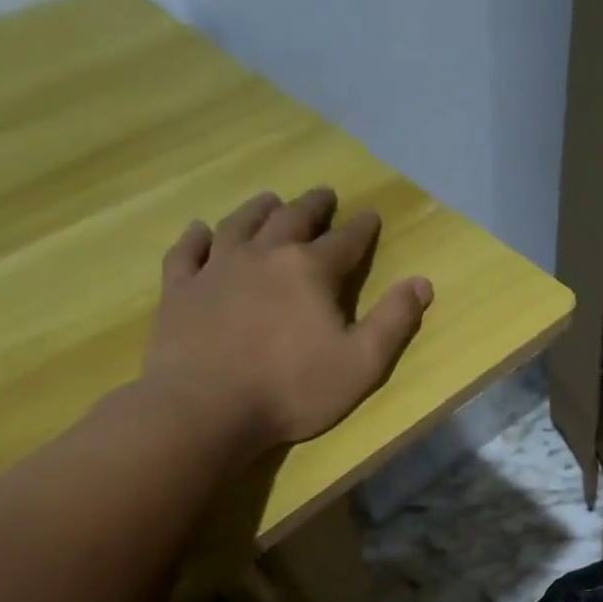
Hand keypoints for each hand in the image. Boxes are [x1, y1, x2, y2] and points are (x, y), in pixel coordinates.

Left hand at [142, 188, 432, 454]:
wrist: (207, 407)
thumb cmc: (294, 388)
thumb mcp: (362, 363)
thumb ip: (394, 321)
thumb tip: (422, 282)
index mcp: (310, 271)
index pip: (345, 241)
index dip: (362, 229)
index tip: (371, 216)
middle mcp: (263, 256)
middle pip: (291, 219)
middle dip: (313, 207)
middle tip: (323, 194)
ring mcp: (216, 269)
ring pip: (239, 225)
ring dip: (258, 209)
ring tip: (270, 199)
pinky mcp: (180, 290)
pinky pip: (188, 251)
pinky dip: (196, 237)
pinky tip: (200, 230)